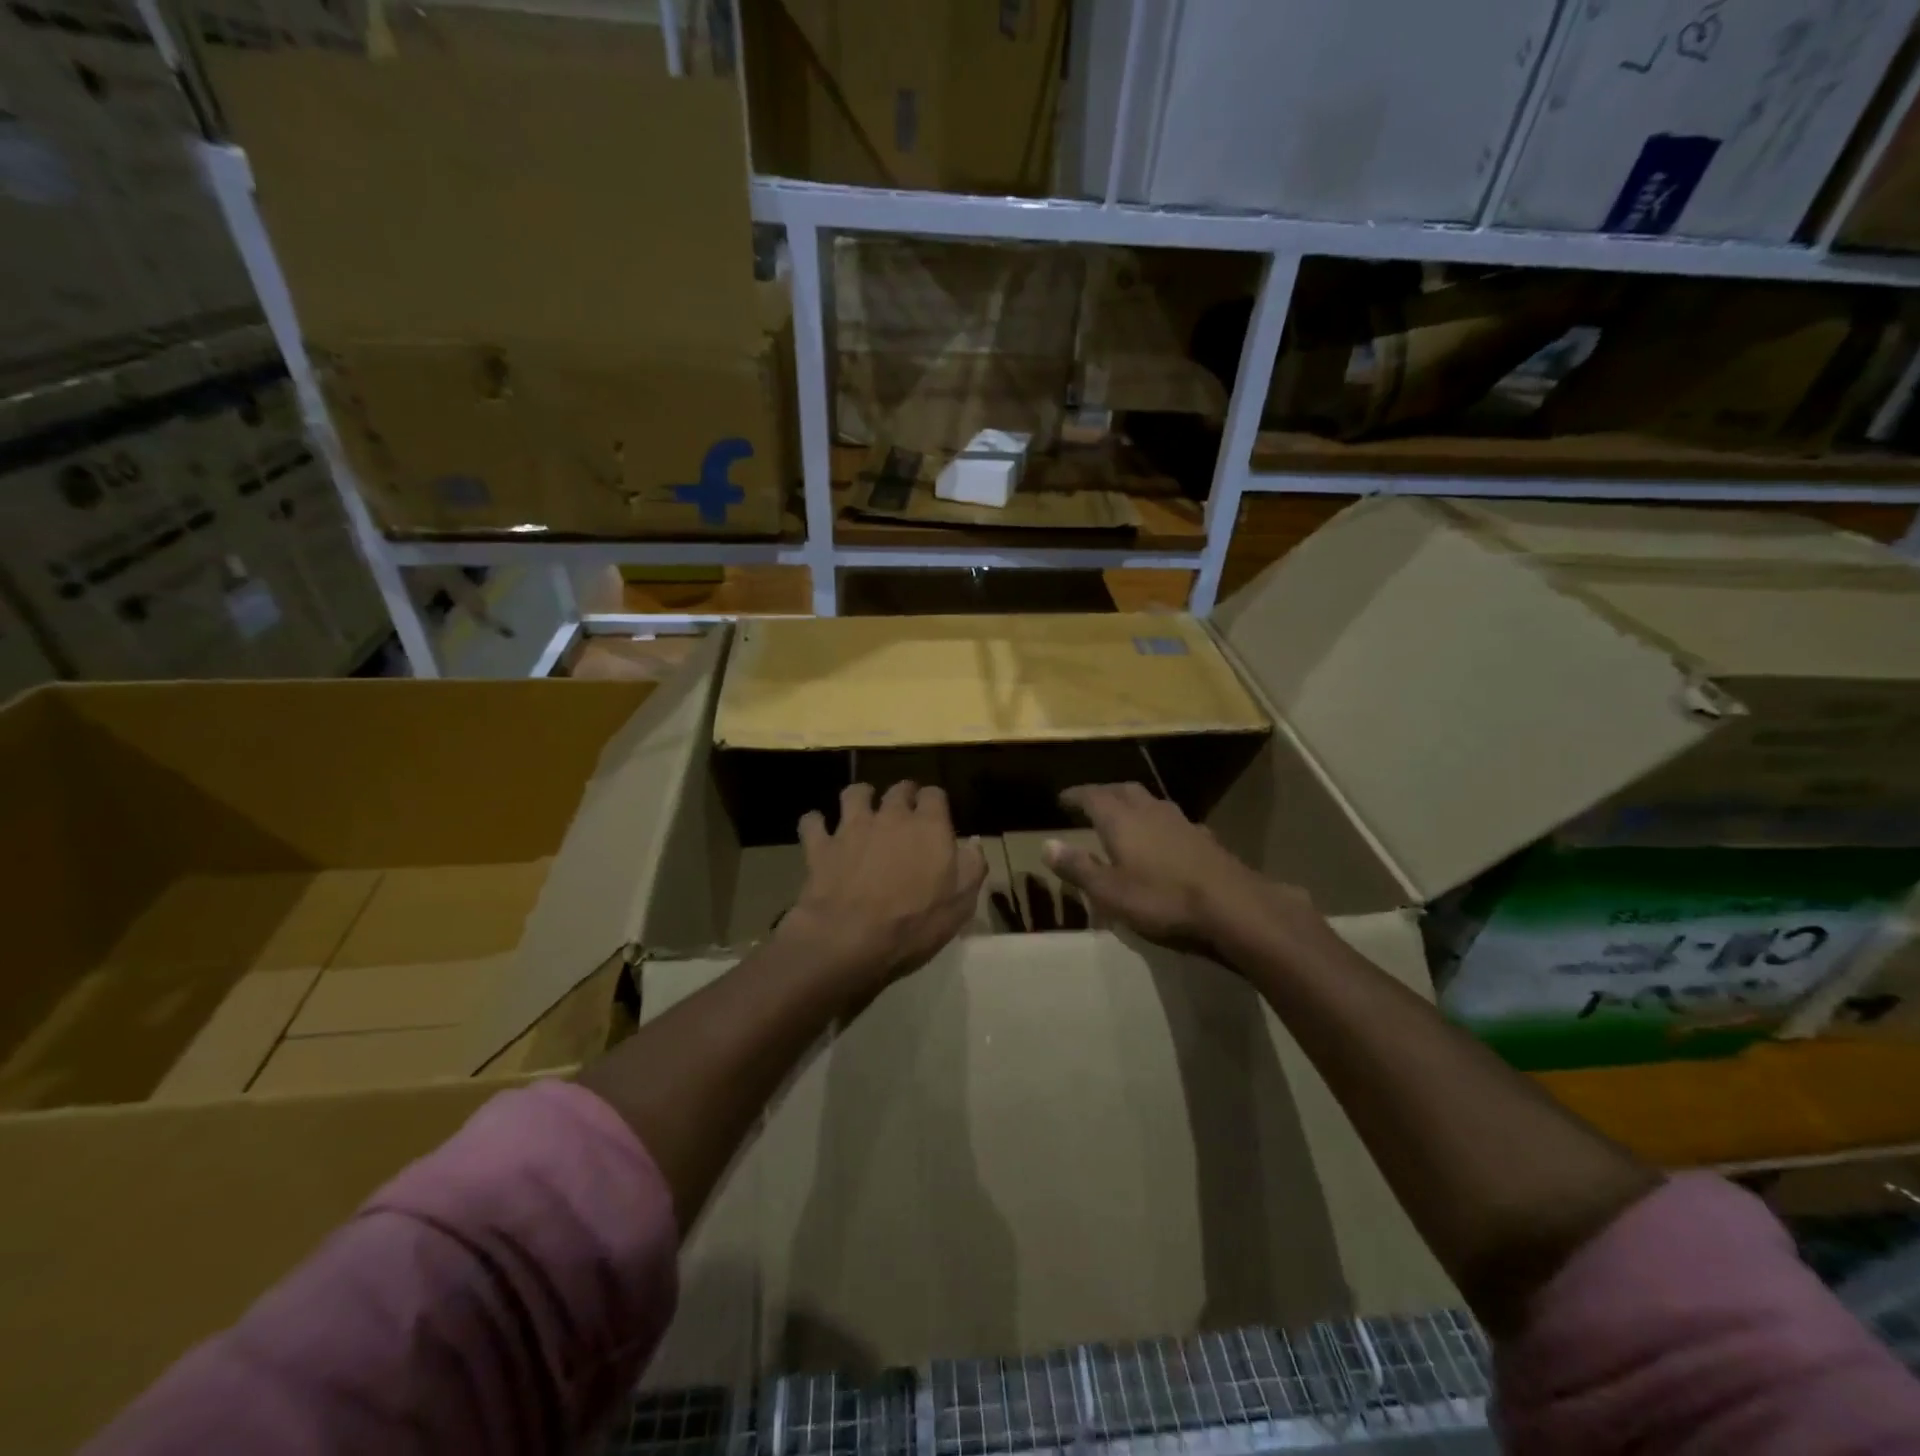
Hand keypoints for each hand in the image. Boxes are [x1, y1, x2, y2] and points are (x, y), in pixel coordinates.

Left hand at [779, 782, 986, 1001]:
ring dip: (860, 798)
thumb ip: (971, 867)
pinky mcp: (820, 846)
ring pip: (854, 794)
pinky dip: (815, 823)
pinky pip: (813, 822)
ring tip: (862, 810)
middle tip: (904, 812)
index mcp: (928, 827)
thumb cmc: (914, 925)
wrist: (850, 940)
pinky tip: (819, 830)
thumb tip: (972, 842)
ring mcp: (852, 828)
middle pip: (898, 789)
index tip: (936, 817)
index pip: (935, 795)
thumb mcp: (960, 904)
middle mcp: (891, 816)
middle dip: (903, 795)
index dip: (935, 803)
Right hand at [1046, 783, 1313, 956]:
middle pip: (1122, 790)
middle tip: (1090, 803)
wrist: (1232, 906)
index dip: (1075, 795)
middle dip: (1103, 793)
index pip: (1092, 796)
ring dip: (1132, 804)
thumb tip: (1046, 845)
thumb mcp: (1109, 892)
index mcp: (1121, 819)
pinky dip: (1157, 823)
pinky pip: (1171, 820)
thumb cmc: (1161, 899)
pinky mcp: (1203, 837)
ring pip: (1149, 801)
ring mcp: (1180, 821)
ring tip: (1122, 816)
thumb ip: (1078, 867)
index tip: (1061, 798)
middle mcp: (1149, 810)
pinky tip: (1161, 839)